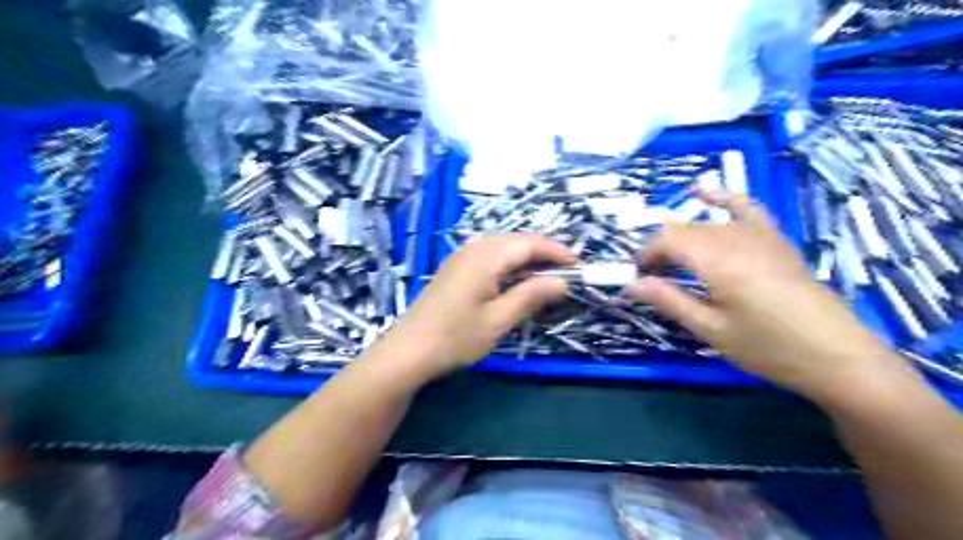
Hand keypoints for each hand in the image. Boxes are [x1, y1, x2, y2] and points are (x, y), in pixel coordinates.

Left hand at [374, 234, 570, 379]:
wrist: (408, 350)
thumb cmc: (455, 337)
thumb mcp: (498, 320)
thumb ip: (531, 296)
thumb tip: (562, 282)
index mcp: (486, 256)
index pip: (530, 243)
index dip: (558, 252)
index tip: (579, 266)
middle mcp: (473, 248)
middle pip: (517, 240)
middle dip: (544, 253)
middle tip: (566, 273)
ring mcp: (461, 256)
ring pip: (503, 246)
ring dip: (527, 257)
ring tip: (545, 276)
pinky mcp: (454, 268)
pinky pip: (489, 255)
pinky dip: (509, 263)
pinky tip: (514, 280)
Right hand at [624, 190, 895, 400]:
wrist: (836, 354)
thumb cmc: (768, 347)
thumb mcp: (711, 330)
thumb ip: (669, 300)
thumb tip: (630, 285)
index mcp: (717, 261)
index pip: (666, 241)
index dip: (645, 255)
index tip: (636, 278)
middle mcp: (735, 237)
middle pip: (682, 230)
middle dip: (660, 250)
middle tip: (652, 279)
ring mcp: (758, 233)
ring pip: (705, 222)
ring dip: (681, 237)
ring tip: (672, 262)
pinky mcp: (774, 238)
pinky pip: (744, 207)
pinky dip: (721, 198)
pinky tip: (704, 192)